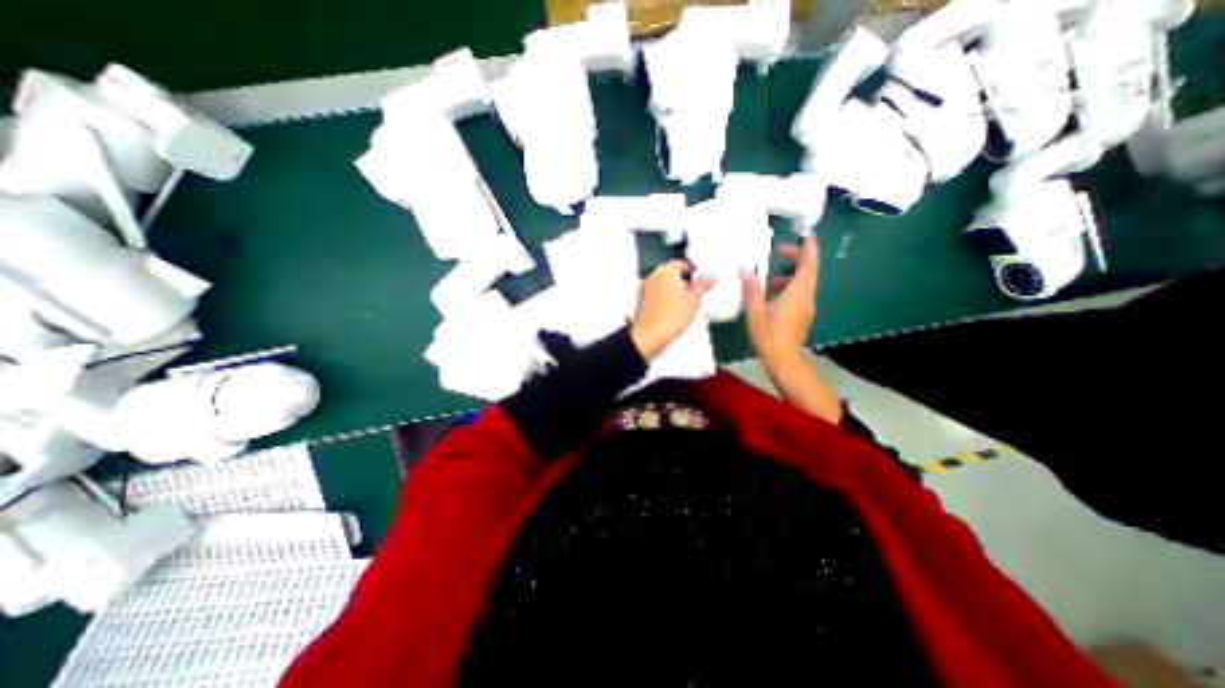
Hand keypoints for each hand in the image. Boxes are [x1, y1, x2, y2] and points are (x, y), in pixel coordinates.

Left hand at [630, 261, 719, 361]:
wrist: (650, 336)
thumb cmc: (672, 317)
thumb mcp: (693, 300)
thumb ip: (702, 286)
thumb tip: (711, 277)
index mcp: (666, 271)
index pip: (682, 263)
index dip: (694, 271)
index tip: (701, 281)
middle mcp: (654, 275)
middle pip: (672, 273)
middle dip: (684, 281)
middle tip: (695, 293)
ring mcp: (646, 287)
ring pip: (665, 283)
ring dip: (675, 289)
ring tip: (685, 303)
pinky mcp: (643, 299)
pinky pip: (658, 292)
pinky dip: (666, 296)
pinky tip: (673, 309)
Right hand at [742, 237, 815, 376]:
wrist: (783, 360)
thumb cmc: (769, 334)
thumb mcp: (755, 310)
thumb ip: (752, 288)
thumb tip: (746, 269)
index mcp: (798, 292)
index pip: (808, 264)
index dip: (809, 247)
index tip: (807, 234)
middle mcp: (806, 296)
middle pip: (808, 271)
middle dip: (798, 258)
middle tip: (782, 250)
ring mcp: (806, 307)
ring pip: (804, 283)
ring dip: (792, 274)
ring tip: (771, 277)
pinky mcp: (802, 315)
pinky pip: (800, 294)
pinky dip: (790, 287)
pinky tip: (773, 294)